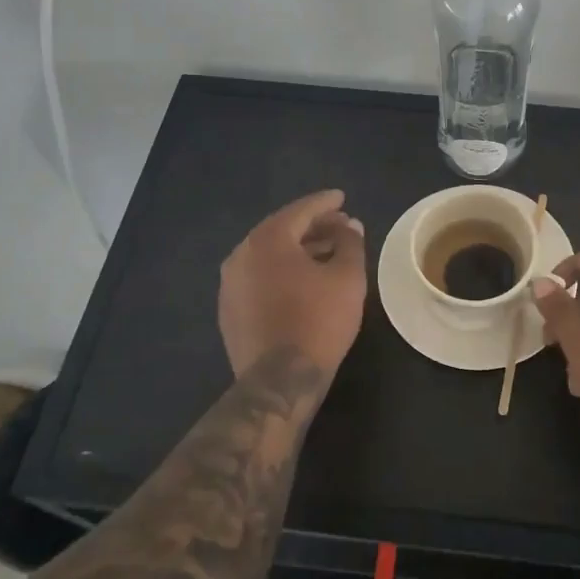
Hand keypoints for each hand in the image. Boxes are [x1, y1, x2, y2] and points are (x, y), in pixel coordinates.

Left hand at [218, 190, 367, 375]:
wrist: (279, 380)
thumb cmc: (319, 320)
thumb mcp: (347, 278)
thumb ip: (350, 244)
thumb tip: (349, 225)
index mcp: (267, 239)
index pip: (300, 210)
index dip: (325, 203)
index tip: (342, 198)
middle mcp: (241, 254)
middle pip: (282, 230)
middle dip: (313, 226)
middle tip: (340, 226)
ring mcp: (230, 284)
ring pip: (269, 255)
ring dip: (298, 250)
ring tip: (327, 253)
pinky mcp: (229, 310)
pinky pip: (259, 277)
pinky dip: (282, 271)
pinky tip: (303, 282)